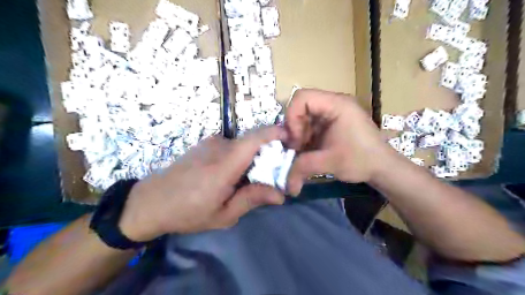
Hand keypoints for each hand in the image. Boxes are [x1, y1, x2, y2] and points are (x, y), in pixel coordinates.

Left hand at [120, 127, 285, 241]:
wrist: (150, 201)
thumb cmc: (187, 212)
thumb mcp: (223, 215)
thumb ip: (252, 199)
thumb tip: (281, 194)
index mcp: (224, 165)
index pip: (254, 139)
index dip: (274, 133)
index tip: (290, 137)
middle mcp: (219, 147)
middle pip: (253, 143)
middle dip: (268, 155)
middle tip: (272, 176)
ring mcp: (211, 143)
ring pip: (243, 146)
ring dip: (253, 158)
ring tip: (249, 180)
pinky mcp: (206, 144)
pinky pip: (232, 146)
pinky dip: (240, 157)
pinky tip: (232, 175)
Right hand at [286, 89, 390, 194]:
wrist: (383, 167)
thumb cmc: (361, 160)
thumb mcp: (329, 163)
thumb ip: (302, 167)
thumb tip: (286, 185)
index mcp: (337, 104)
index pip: (302, 97)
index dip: (292, 117)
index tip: (295, 139)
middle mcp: (334, 103)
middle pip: (301, 106)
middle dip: (295, 128)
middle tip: (297, 147)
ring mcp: (334, 112)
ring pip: (304, 116)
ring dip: (299, 134)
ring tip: (303, 151)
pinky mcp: (333, 122)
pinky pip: (311, 124)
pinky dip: (306, 137)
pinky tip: (309, 150)